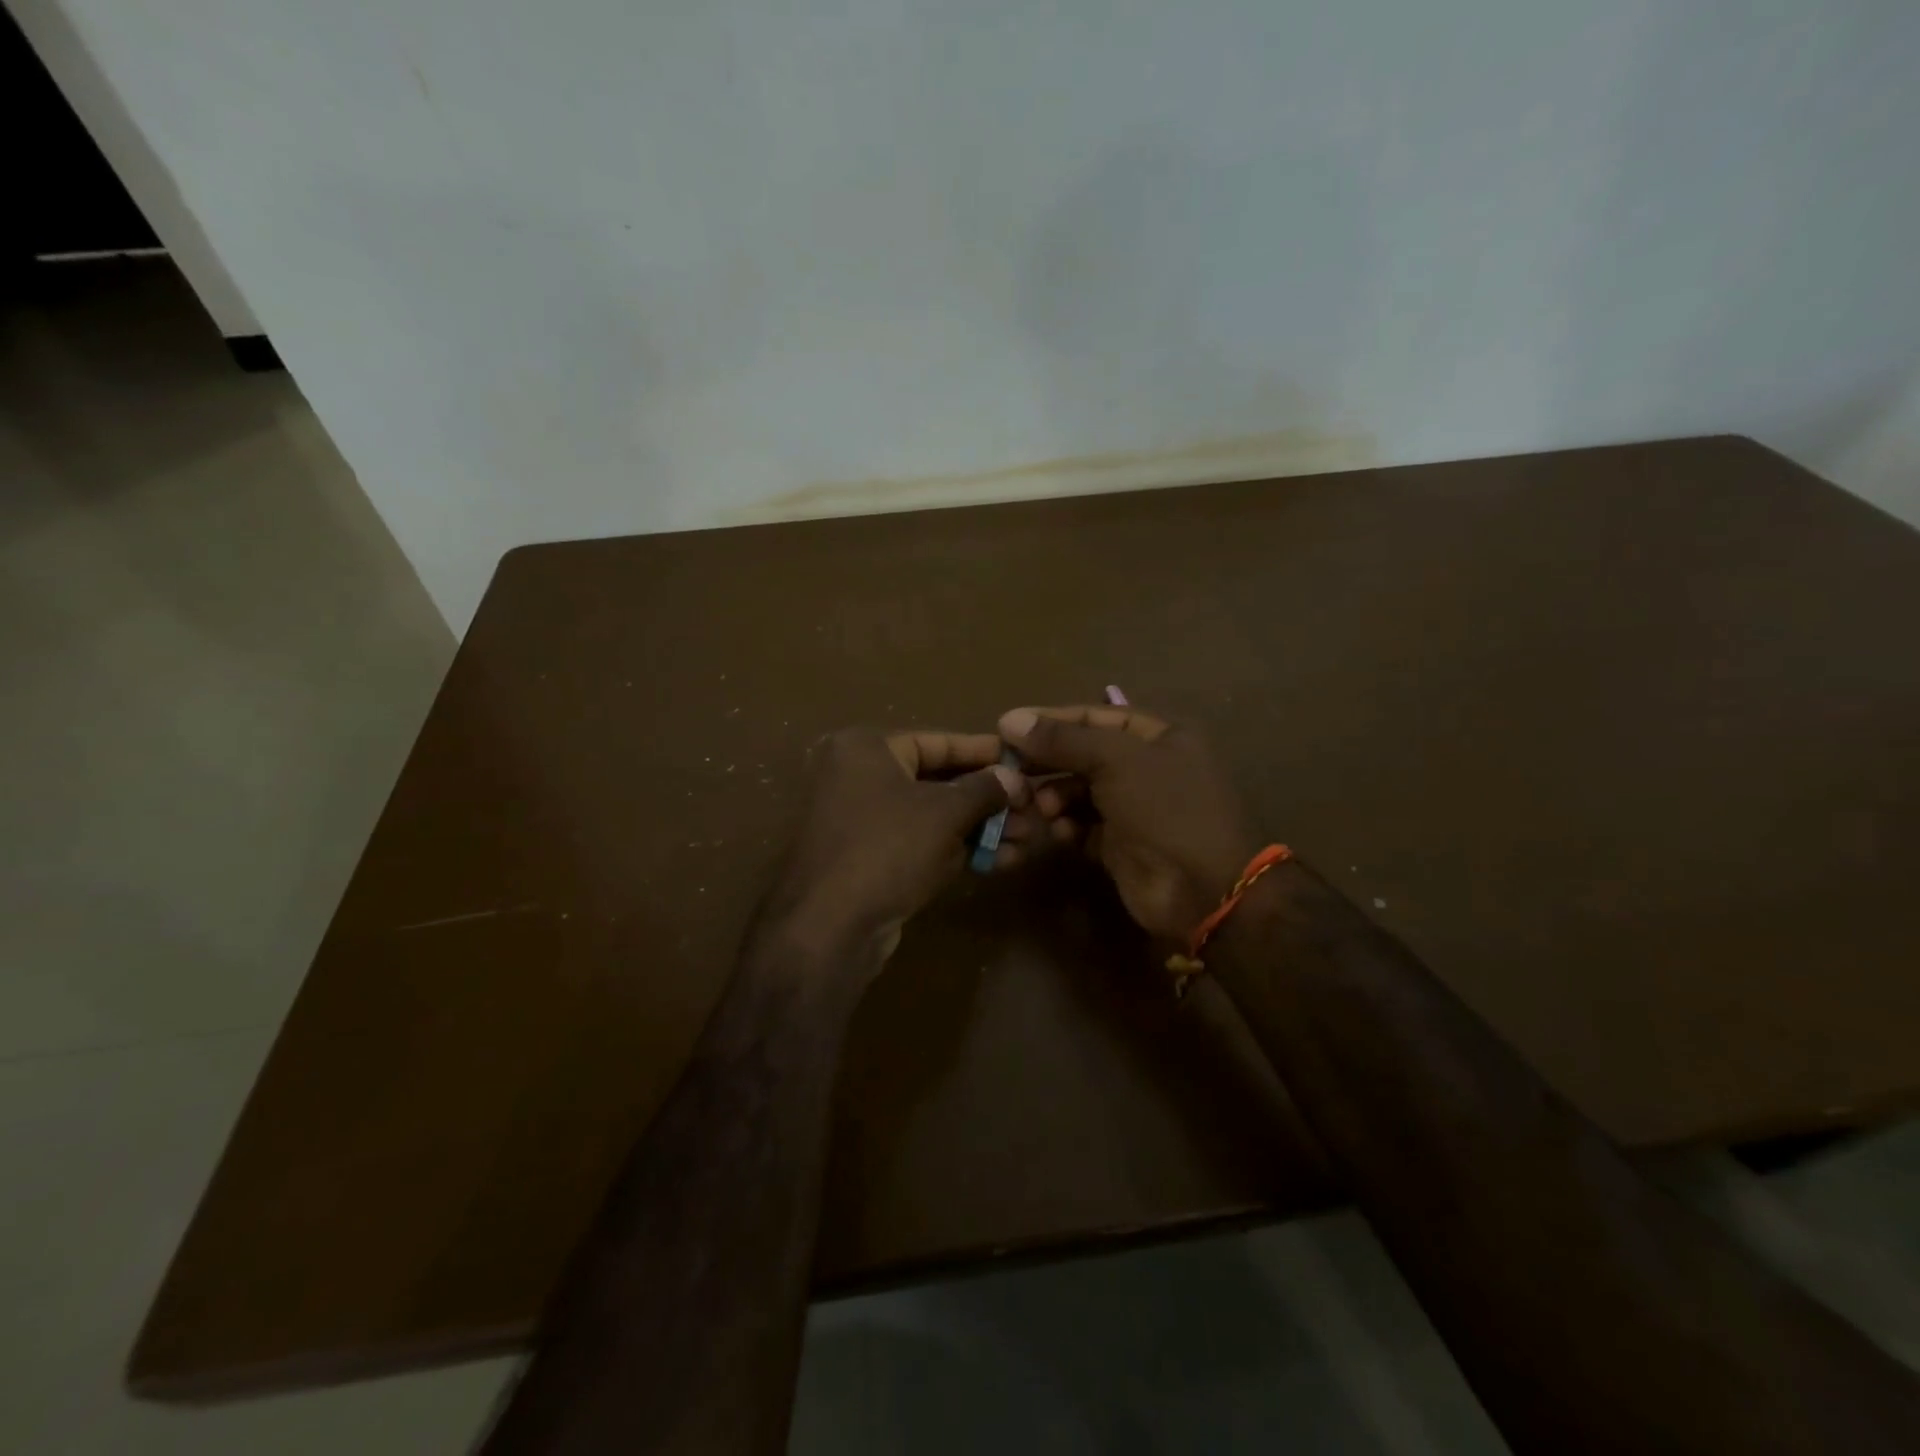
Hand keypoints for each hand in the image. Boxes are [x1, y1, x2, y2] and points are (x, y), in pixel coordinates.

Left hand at [763, 728, 1023, 965]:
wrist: (829, 928)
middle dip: (989, 799)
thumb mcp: (945, 813)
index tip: (1023, 761)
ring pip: (934, 816)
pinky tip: (1001, 860)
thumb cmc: (888, 849)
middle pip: (938, 780)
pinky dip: (958, 849)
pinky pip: (921, 843)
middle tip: (1033, 809)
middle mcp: (859, 776)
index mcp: (866, 748)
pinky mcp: (869, 859)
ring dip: (981, 827)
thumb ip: (984, 789)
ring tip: (1028, 838)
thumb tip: (1014, 778)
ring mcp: (862, 820)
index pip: (938, 741)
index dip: (985, 753)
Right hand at [998, 705, 1259, 940]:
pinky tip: (1060, 833)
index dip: (1051, 719)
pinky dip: (1068, 825)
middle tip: (1010, 770)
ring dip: (1056, 796)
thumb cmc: (1166, 810)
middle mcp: (1147, 766)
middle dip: (1049, 762)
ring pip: (1079, 791)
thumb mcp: (1116, 761)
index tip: (1007, 727)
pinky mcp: (1120, 843)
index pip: (1095, 715)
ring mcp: (1134, 807)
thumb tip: (1009, 718)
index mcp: (1159, 735)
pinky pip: (1083, 825)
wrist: (1202, 891)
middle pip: (1084, 754)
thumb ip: (1063, 739)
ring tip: (1042, 808)